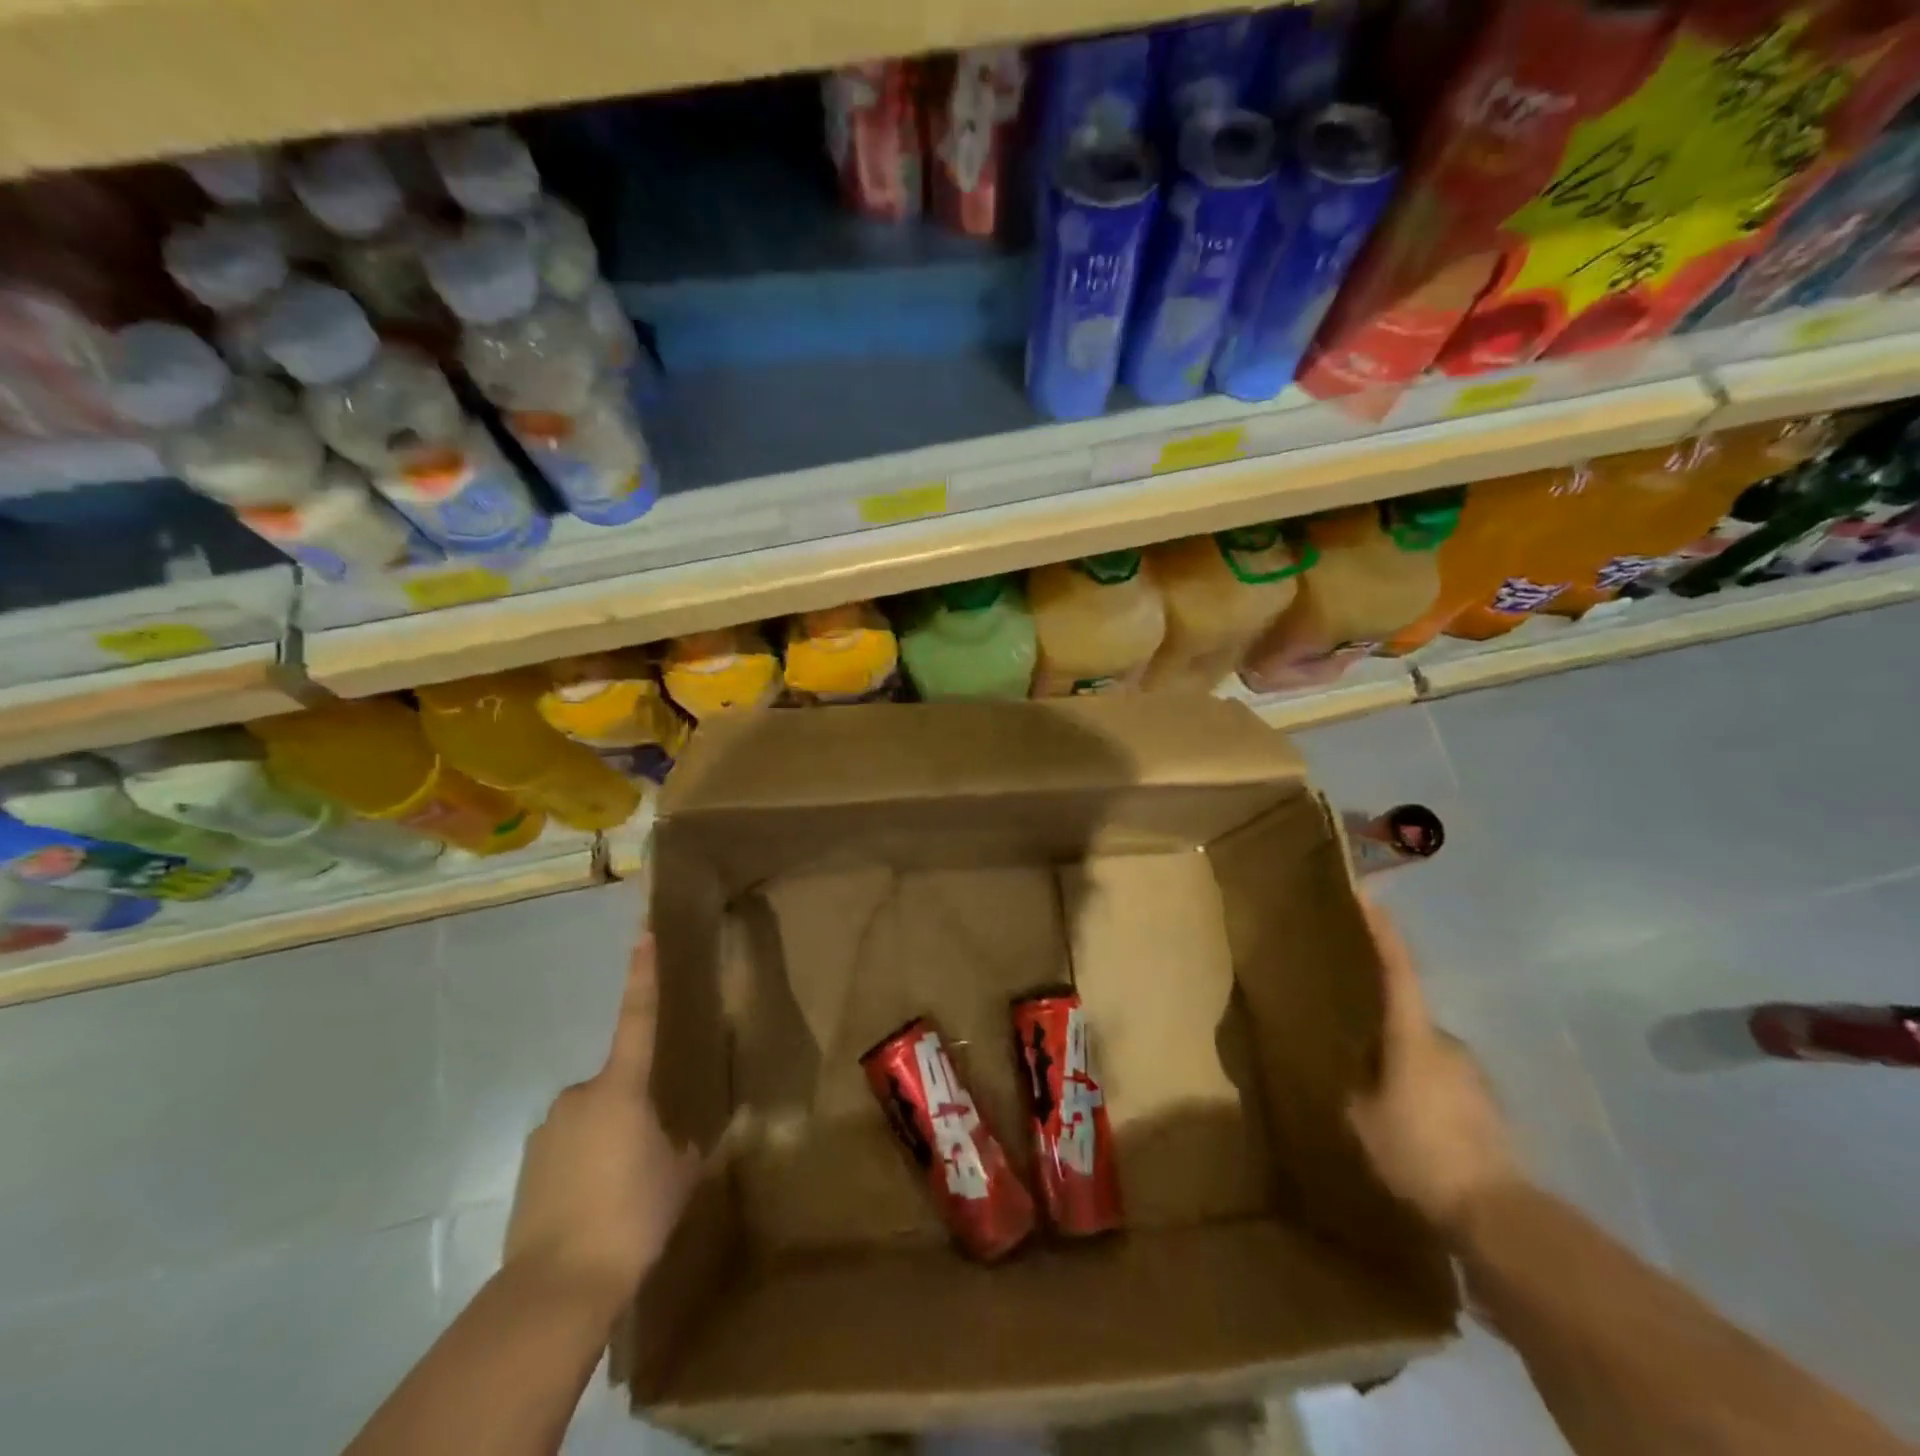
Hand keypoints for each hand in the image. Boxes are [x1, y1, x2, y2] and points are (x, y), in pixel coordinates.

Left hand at [504, 931, 701, 1319]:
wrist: (556, 1286)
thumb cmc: (631, 1215)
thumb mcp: (676, 1178)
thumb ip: (681, 1150)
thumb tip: (677, 1143)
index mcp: (622, 1089)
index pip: (637, 1019)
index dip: (642, 976)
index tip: (643, 934)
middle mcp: (579, 1097)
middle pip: (616, 1088)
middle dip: (633, 1112)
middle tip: (648, 1160)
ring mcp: (547, 1131)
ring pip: (590, 1122)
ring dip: (607, 1143)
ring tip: (619, 1195)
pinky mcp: (527, 1167)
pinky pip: (567, 1152)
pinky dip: (582, 1169)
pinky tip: (591, 1209)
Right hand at [1347, 900, 1519, 1234]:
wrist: (1497, 1213)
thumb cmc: (1419, 1152)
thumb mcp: (1363, 1119)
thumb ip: (1358, 1084)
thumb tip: (1361, 1067)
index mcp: (1413, 1037)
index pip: (1398, 972)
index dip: (1384, 934)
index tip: (1371, 898)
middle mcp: (1448, 1045)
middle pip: (1409, 1022)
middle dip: (1386, 1033)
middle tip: (1360, 1056)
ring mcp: (1474, 1077)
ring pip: (1428, 1058)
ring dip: (1408, 1070)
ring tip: (1386, 1104)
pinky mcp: (1490, 1109)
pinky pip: (1446, 1087)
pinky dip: (1428, 1097)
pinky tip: (1417, 1132)